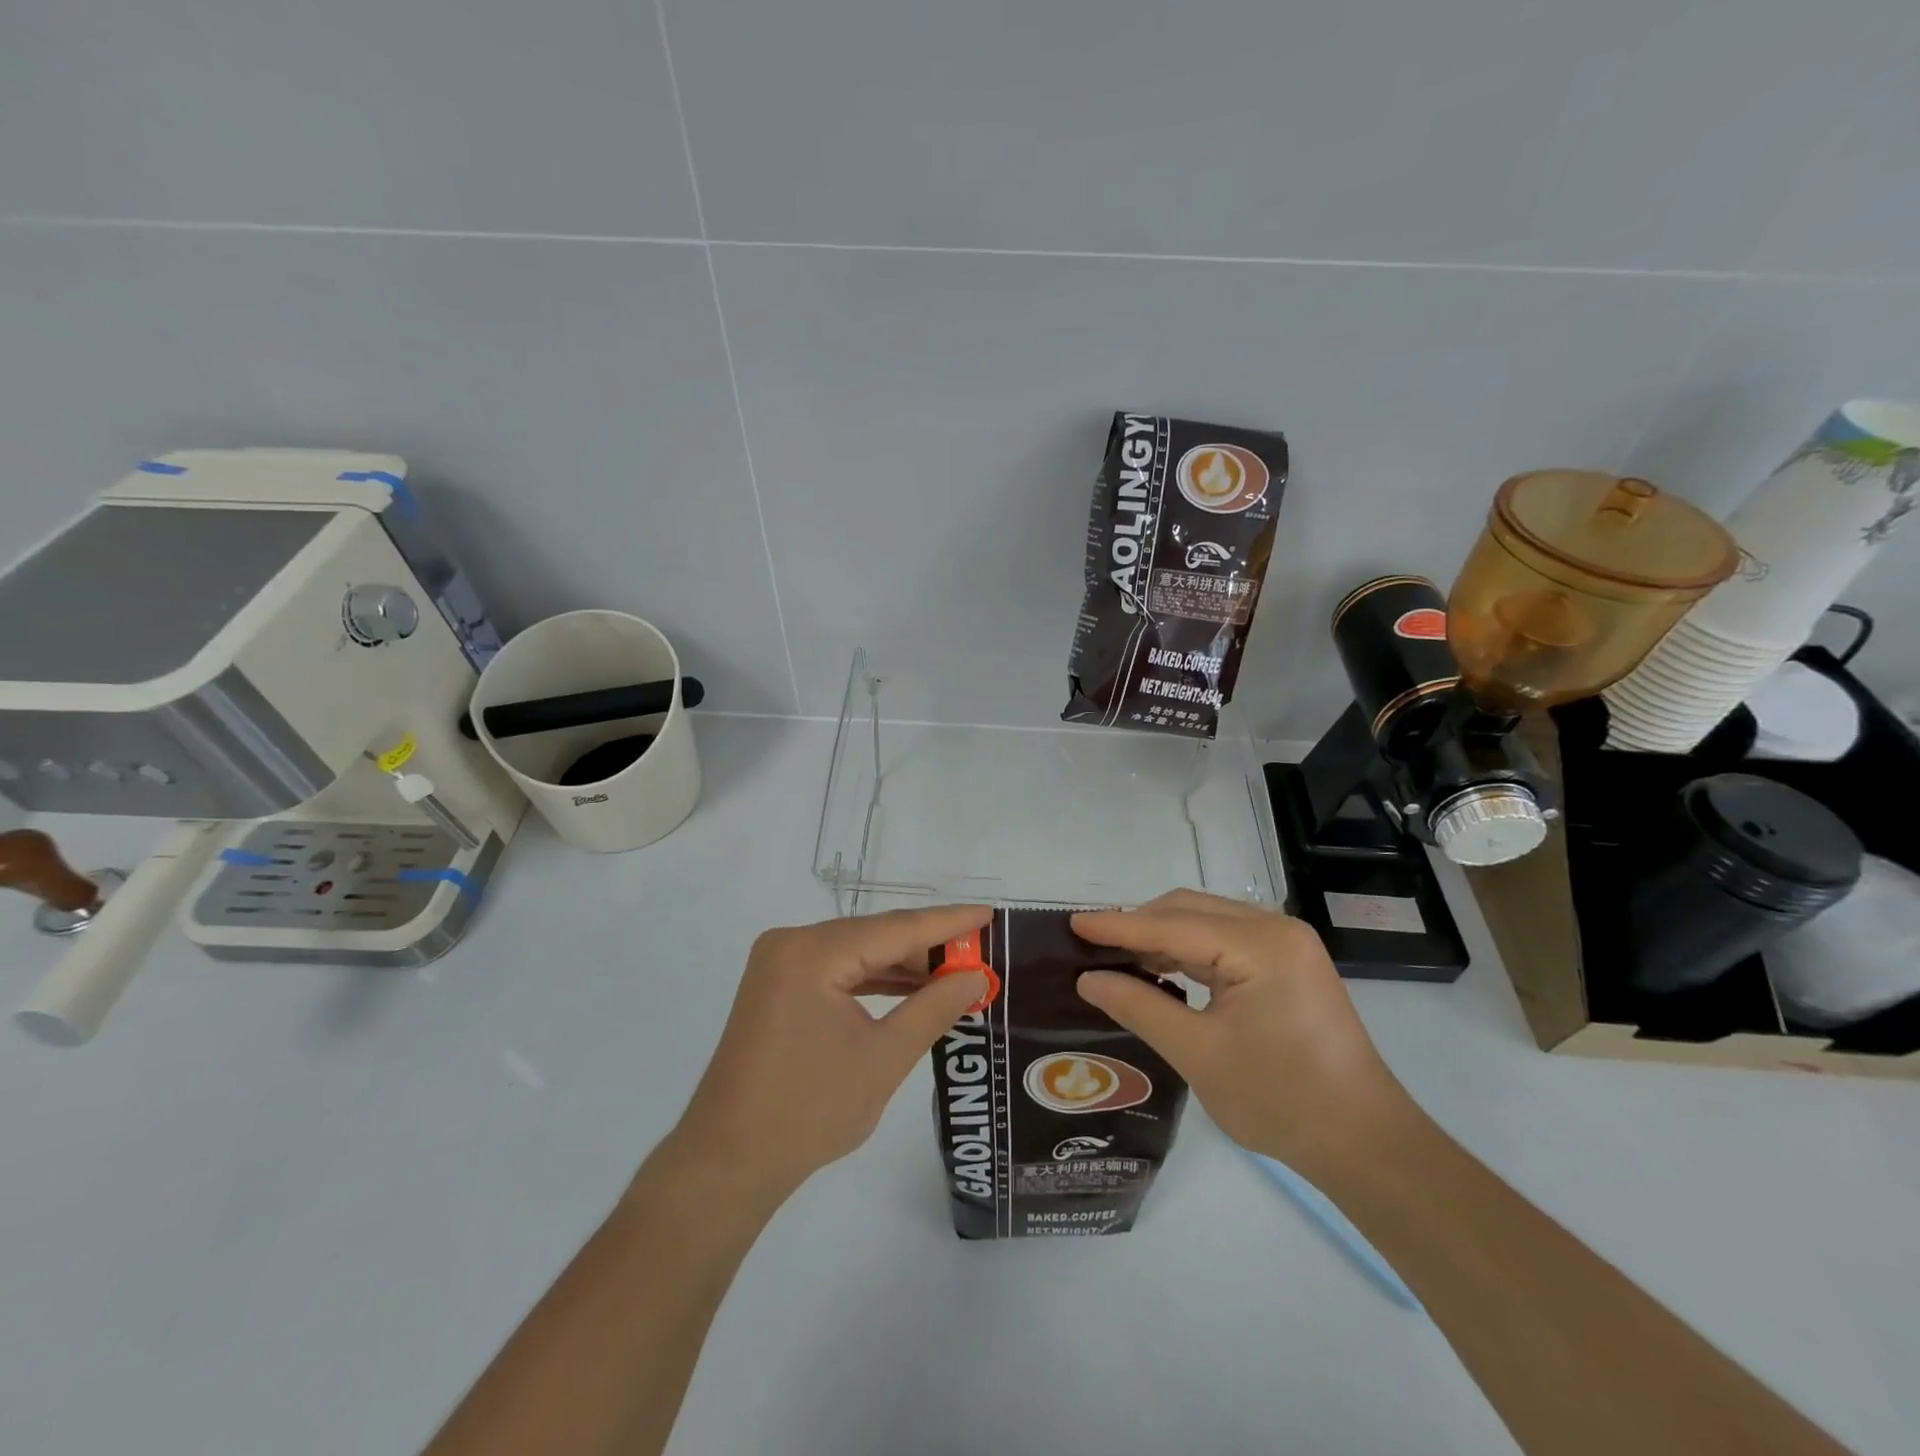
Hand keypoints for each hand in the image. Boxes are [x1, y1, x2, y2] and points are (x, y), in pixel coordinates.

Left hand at [664, 905, 992, 1204]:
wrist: (728, 1161)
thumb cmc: (809, 1111)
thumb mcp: (884, 1058)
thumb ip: (934, 1008)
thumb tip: (976, 976)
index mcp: (812, 953)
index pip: (895, 929)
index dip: (948, 922)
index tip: (990, 915)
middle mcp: (792, 943)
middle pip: (874, 935)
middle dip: (927, 947)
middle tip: (979, 954)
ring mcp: (780, 963)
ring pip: (857, 951)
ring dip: (902, 964)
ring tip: (955, 973)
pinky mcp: (778, 985)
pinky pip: (837, 970)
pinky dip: (873, 979)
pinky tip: (910, 988)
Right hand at [1070, 891, 1412, 1178]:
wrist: (1366, 1144)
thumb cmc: (1282, 1100)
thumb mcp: (1198, 1054)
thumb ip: (1139, 1007)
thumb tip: (1087, 979)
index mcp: (1260, 944)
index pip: (1171, 926)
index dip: (1118, 926)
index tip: (1072, 925)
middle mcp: (1275, 928)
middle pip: (1188, 910)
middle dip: (1138, 925)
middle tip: (1091, 947)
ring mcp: (1286, 943)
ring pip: (1205, 921)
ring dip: (1161, 936)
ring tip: (1117, 958)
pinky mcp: (1288, 962)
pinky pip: (1224, 940)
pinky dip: (1187, 950)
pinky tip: (1161, 970)